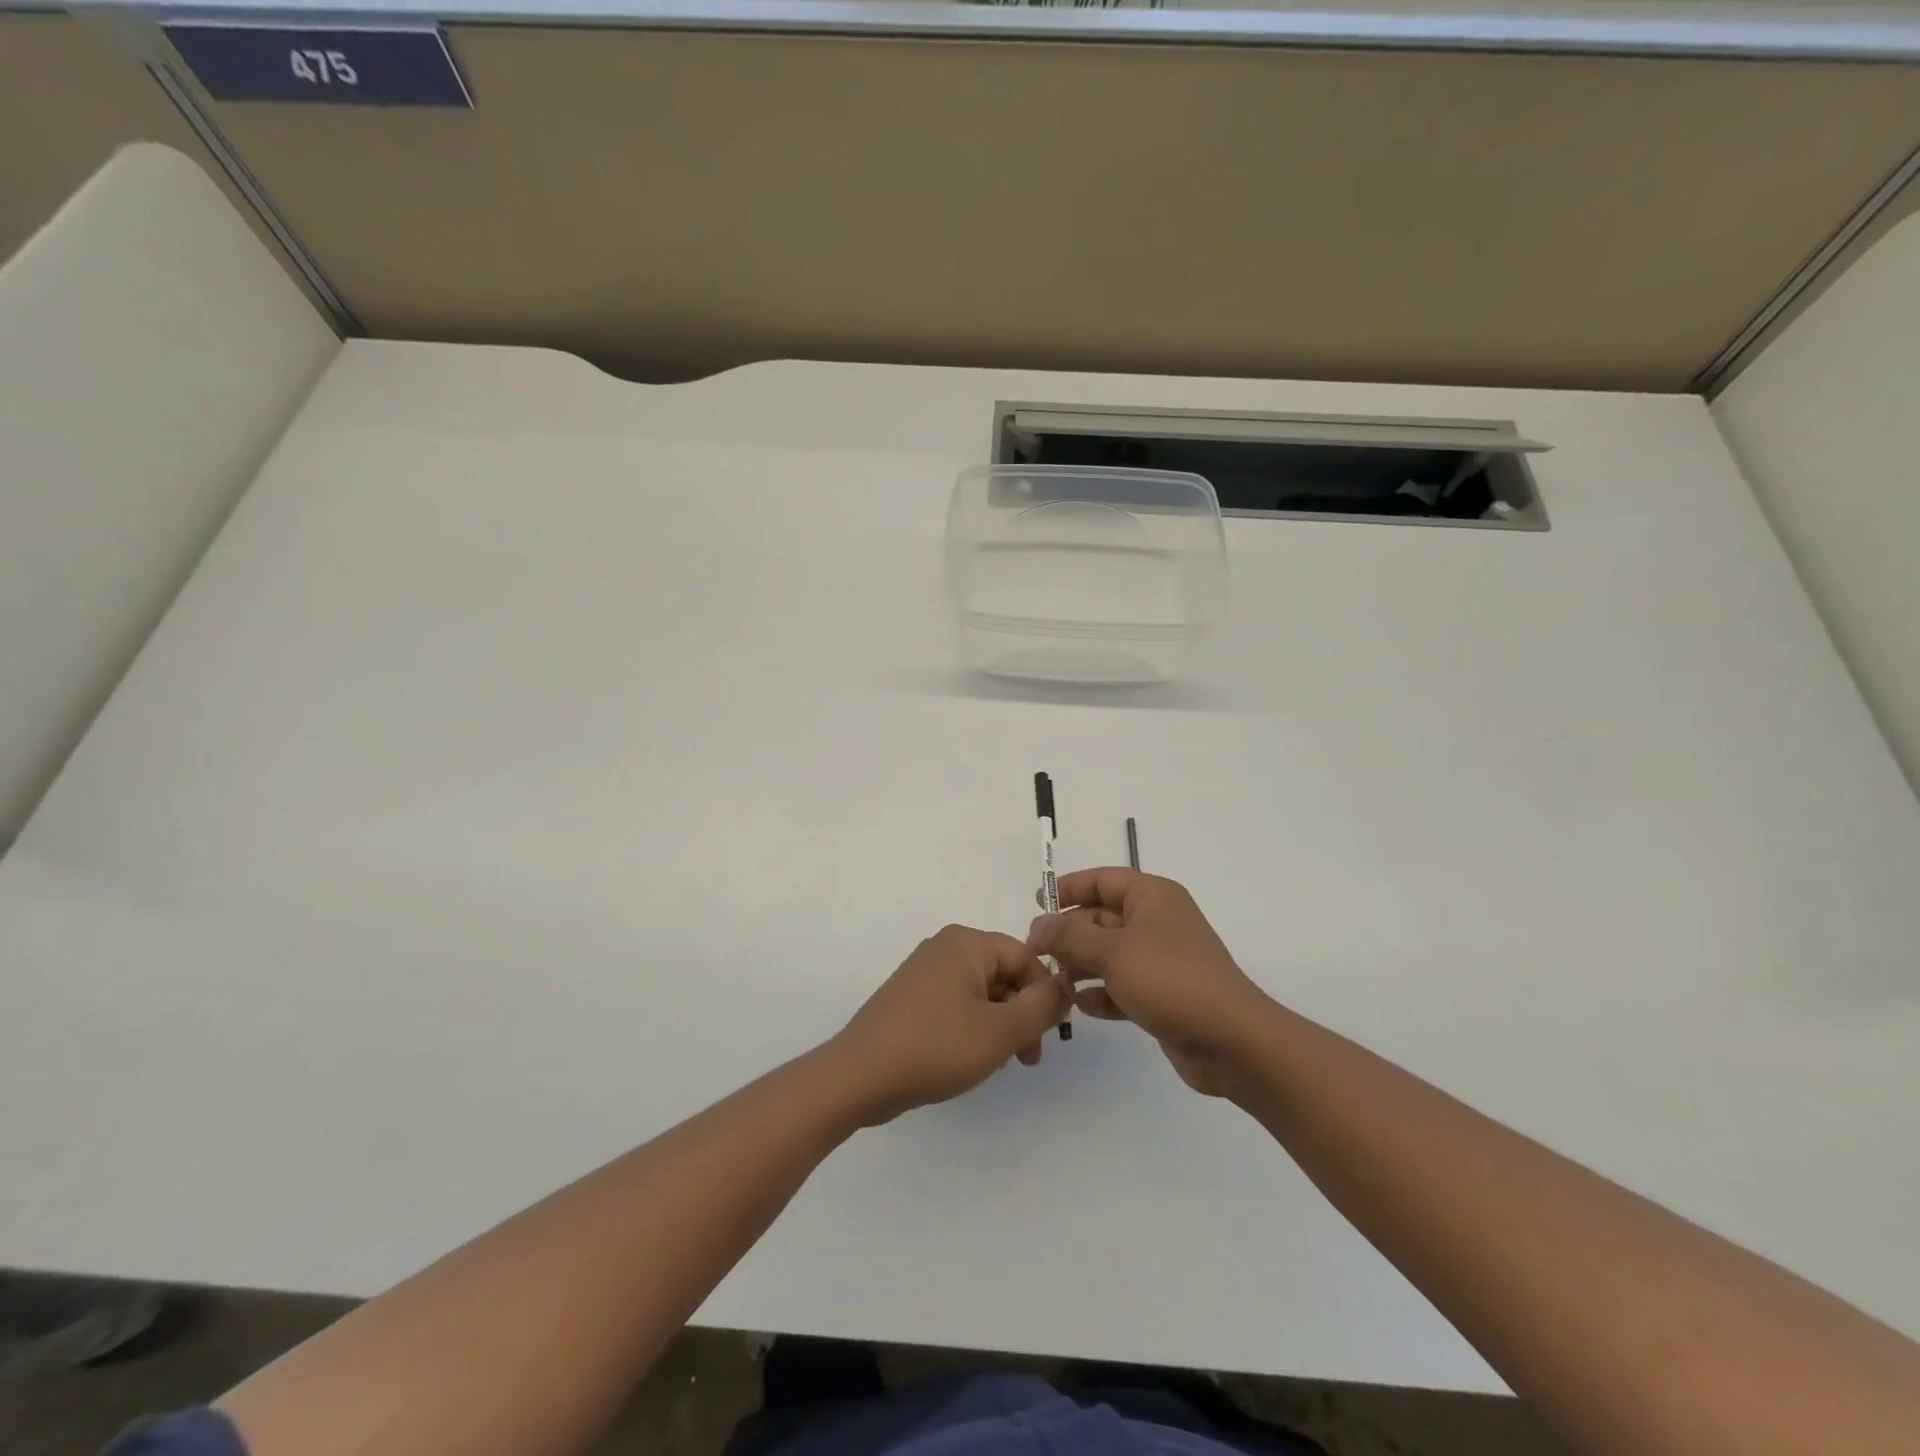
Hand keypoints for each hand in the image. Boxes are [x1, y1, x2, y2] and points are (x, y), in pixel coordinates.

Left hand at [829, 925, 1069, 1123]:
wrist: (859, 1076)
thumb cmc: (936, 1047)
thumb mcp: (1001, 1031)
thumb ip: (1041, 1007)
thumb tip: (1063, 987)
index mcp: (966, 943)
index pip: (1026, 957)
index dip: (1045, 994)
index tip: (1051, 1036)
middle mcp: (945, 947)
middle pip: (1004, 974)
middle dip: (1022, 1014)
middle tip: (1028, 1058)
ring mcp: (924, 972)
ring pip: (982, 993)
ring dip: (1000, 1025)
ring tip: (1000, 1063)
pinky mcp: (911, 998)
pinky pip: (957, 1004)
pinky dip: (974, 1027)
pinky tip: (971, 1059)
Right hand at [1028, 870, 1270, 1098]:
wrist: (1231, 1041)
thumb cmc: (1170, 979)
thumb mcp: (1113, 951)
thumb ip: (1070, 936)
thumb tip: (1038, 926)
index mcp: (1153, 897)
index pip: (1103, 880)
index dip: (1069, 888)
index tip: (1037, 904)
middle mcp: (1157, 922)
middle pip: (1101, 918)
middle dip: (1070, 934)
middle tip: (1038, 954)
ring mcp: (1160, 961)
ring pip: (1109, 954)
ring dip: (1081, 966)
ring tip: (1056, 982)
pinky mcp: (1162, 996)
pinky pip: (1121, 986)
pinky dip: (1101, 993)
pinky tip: (1080, 1006)